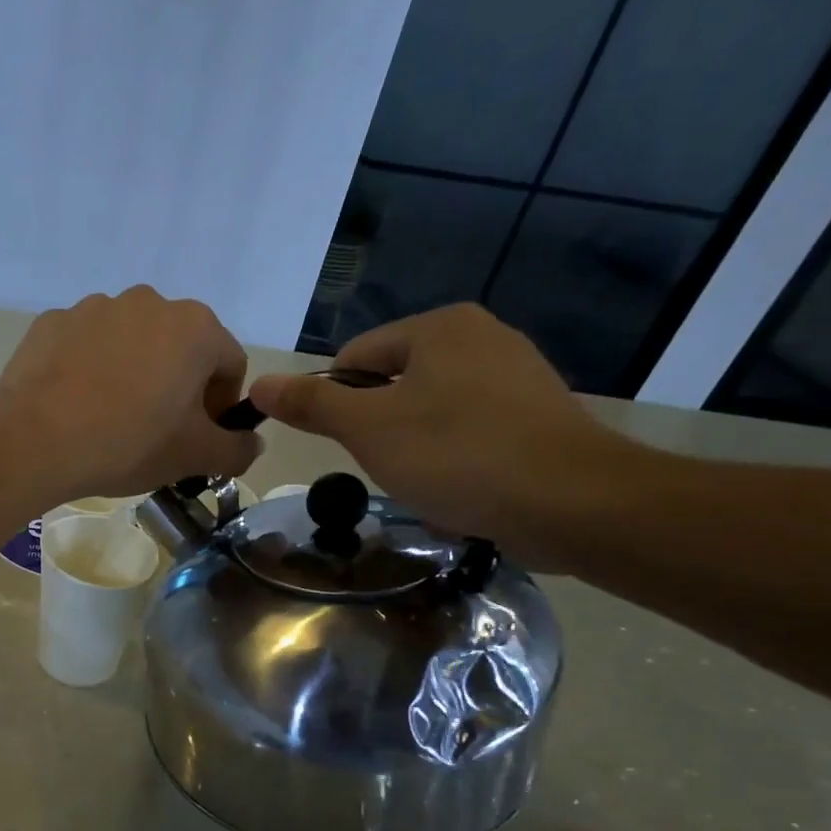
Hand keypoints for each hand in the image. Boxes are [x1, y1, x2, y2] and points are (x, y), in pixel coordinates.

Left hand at [0, 286, 260, 501]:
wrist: (36, 440)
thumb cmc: (129, 443)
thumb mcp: (194, 457)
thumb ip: (237, 450)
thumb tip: (251, 444)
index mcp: (195, 327)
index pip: (229, 365)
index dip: (221, 406)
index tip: (199, 438)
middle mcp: (148, 301)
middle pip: (179, 348)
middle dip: (176, 386)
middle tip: (156, 431)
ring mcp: (94, 307)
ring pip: (130, 344)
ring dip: (132, 374)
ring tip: (110, 418)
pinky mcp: (51, 322)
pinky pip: (85, 346)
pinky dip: (88, 370)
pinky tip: (75, 405)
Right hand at [247, 304, 630, 557]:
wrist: (571, 502)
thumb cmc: (457, 455)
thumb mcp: (368, 429)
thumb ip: (311, 405)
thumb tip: (258, 385)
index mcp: (440, 328)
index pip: (355, 359)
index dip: (335, 404)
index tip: (347, 446)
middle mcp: (481, 337)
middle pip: (393, 383)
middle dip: (379, 429)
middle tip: (387, 466)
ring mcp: (516, 374)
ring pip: (430, 411)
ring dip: (414, 447)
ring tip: (425, 480)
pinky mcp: (538, 414)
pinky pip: (470, 431)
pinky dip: (454, 457)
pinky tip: (460, 487)